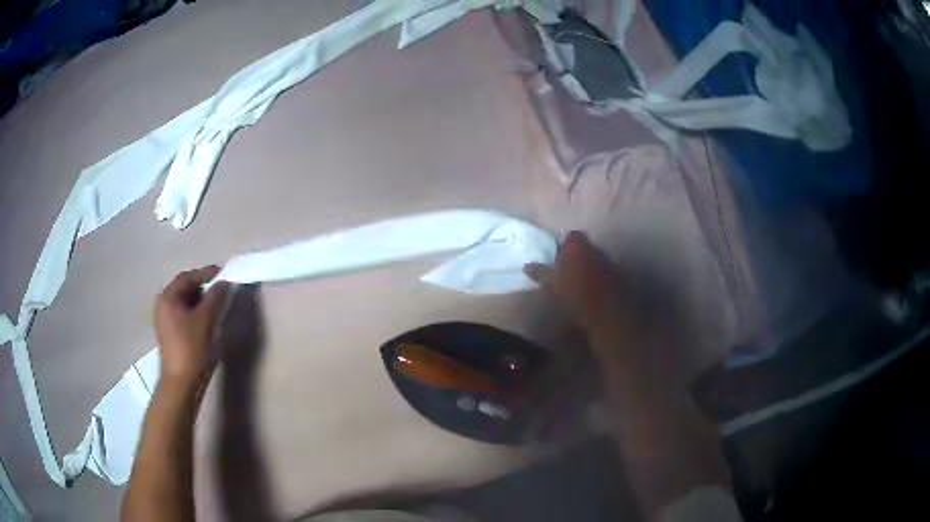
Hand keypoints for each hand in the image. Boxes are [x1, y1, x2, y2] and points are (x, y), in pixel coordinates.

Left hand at [154, 266, 229, 386]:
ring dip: (200, 301)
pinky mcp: (169, 333)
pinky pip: (183, 314)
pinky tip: (205, 321)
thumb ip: (216, 297)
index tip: (223, 273)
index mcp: (167, 297)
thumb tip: (224, 283)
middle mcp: (162, 305)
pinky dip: (195, 312)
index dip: (205, 273)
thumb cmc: (191, 347)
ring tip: (215, 306)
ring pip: (184, 302)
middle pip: (184, 288)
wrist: (181, 381)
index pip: (187, 277)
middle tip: (220, 290)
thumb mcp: (206, 320)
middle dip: (203, 288)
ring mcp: (164, 320)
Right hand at [524, 231, 622, 329]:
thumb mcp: (551, 284)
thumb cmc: (573, 292)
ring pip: (595, 258)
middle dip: (577, 253)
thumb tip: (526, 266)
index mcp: (576, 245)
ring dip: (589, 264)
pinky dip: (598, 275)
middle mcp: (594, 247)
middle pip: (584, 245)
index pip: (571, 235)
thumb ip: (540, 272)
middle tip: (567, 265)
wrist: (605, 310)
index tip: (558, 253)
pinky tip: (592, 287)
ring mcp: (608, 260)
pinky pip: (605, 270)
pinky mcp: (617, 274)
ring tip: (579, 278)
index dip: (564, 243)